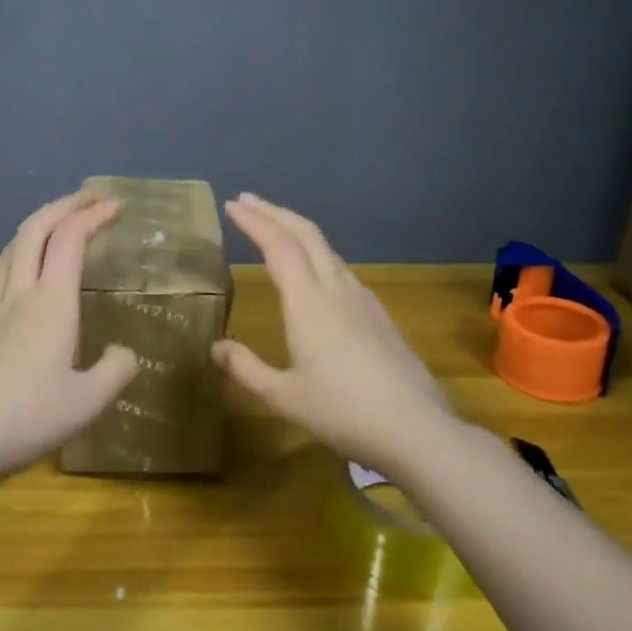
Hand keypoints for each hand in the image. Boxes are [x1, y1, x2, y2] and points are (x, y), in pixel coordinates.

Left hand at [0, 191, 139, 484]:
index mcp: (51, 304)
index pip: (70, 241)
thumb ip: (115, 370)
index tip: (115, 206)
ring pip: (9, 251)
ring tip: (55, 228)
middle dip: (62, 206)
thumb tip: (122, 352)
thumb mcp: (89, 402)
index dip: (93, 217)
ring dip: (35, 229)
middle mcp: (18, 295)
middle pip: (34, 231)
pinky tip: (16, 280)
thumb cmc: (28, 419)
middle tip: (88, 199)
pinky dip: (13, 262)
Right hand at [211, 193, 454, 471]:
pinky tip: (315, 273)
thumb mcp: (284, 397)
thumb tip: (215, 347)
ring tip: (275, 230)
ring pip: (327, 249)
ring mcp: (363, 300)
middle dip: (275, 211)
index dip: (254, 221)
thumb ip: (246, 368)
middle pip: (306, 234)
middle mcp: (337, 290)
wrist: (416, 429)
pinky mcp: (380, 315)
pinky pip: (342, 270)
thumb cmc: (343, 413)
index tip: (232, 205)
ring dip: (297, 231)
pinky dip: (318, 255)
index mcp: (309, 303)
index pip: (278, 246)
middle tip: (248, 201)